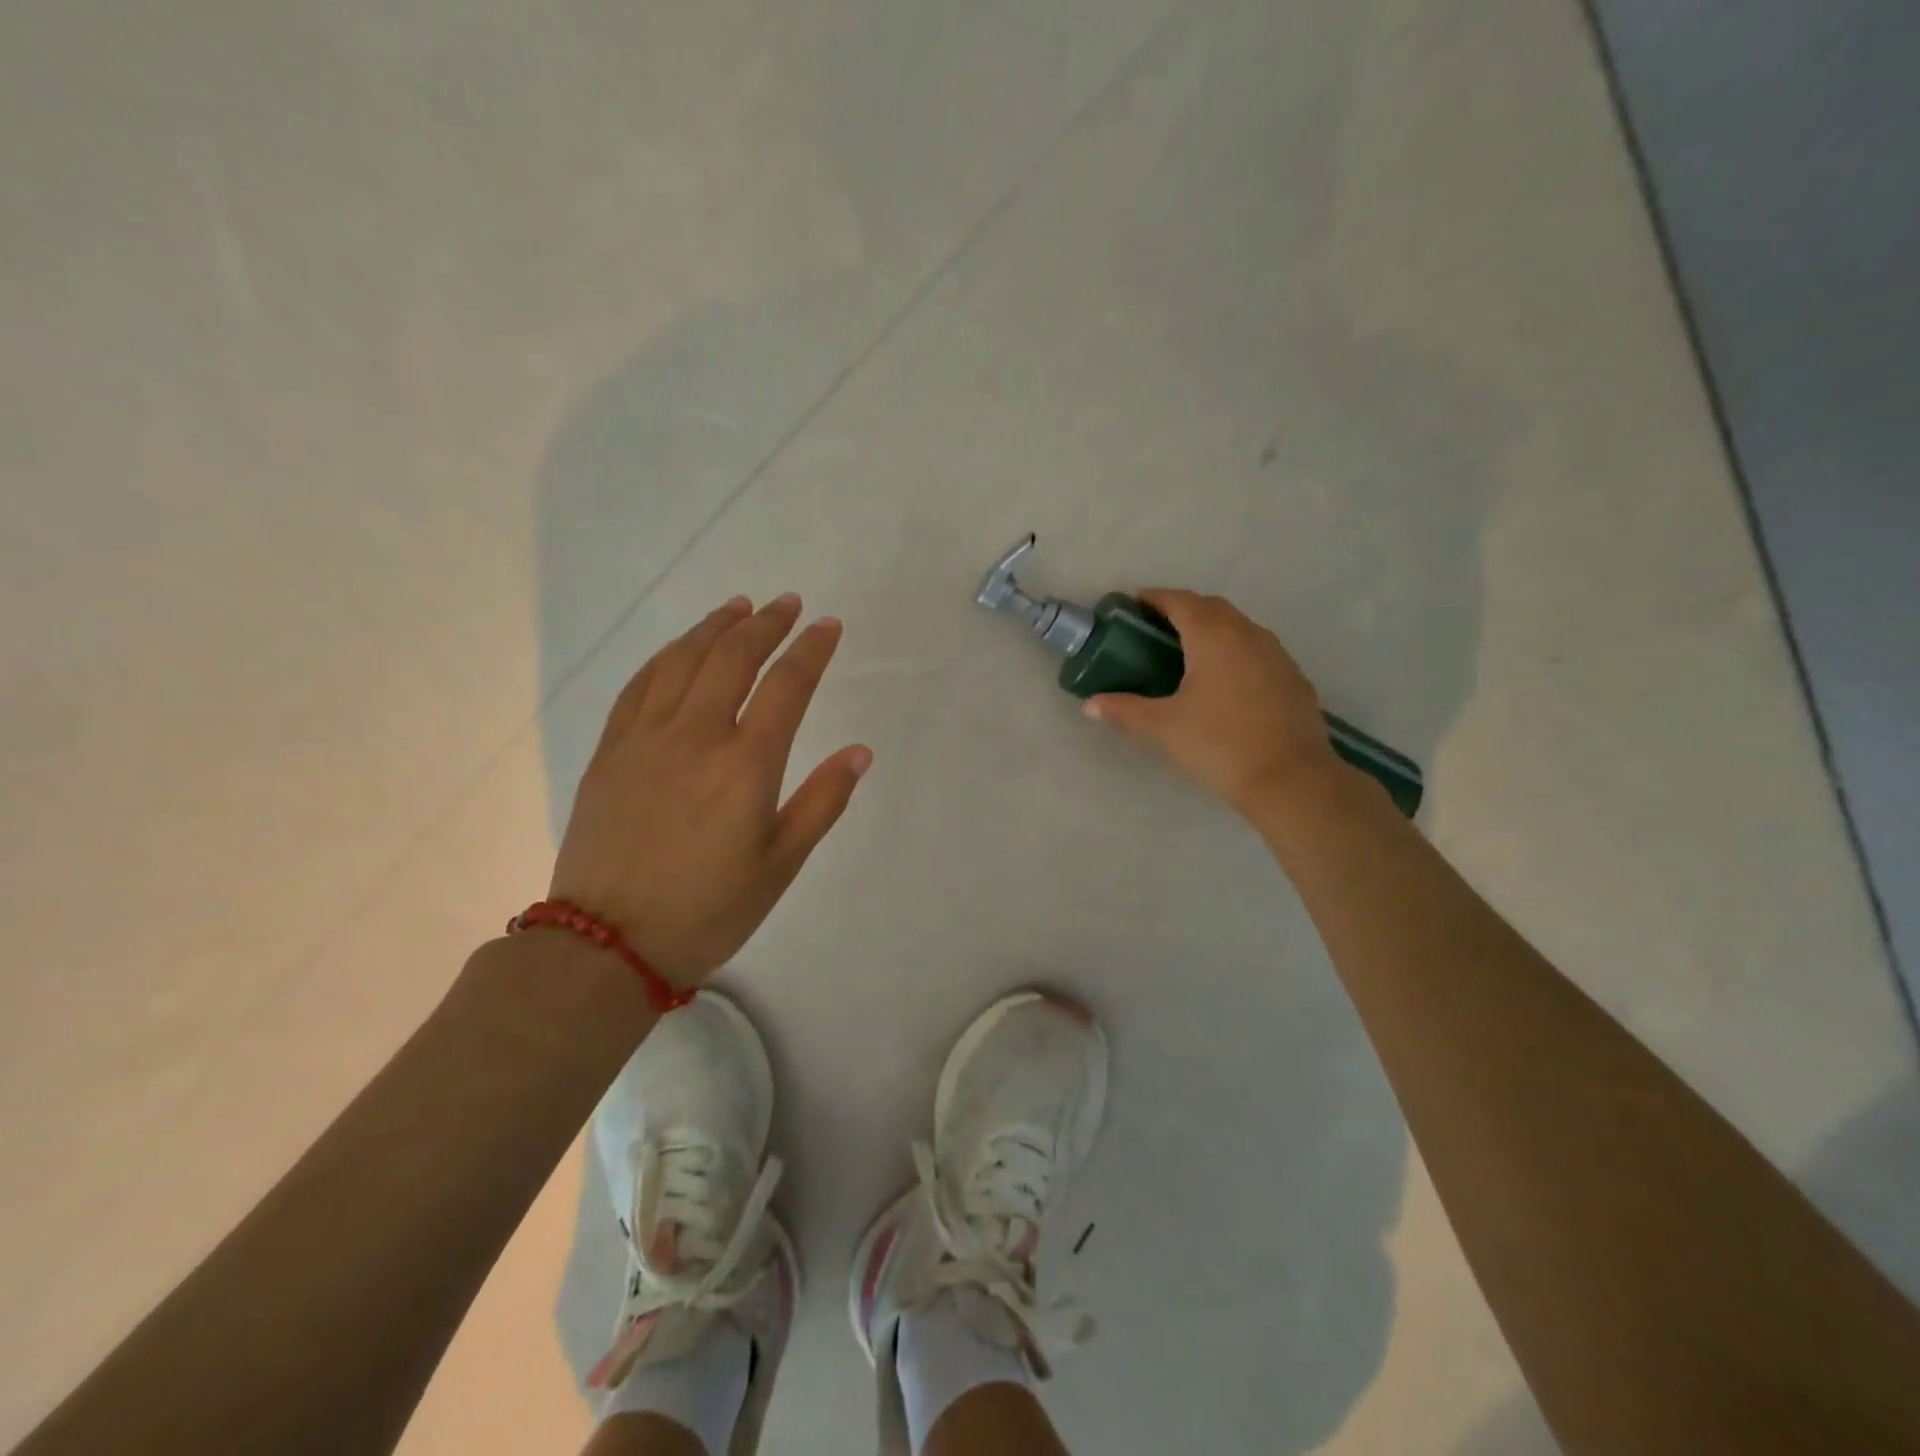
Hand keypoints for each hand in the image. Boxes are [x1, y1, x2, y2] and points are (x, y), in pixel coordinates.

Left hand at [549, 594, 871, 988]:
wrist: (606, 944)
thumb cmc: (708, 909)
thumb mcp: (781, 864)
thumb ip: (822, 801)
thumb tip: (859, 752)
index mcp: (745, 765)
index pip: (787, 685)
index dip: (811, 649)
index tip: (828, 626)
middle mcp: (695, 736)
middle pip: (733, 657)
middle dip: (765, 624)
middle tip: (787, 604)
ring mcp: (645, 738)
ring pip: (683, 660)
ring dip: (715, 627)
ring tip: (739, 608)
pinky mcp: (611, 751)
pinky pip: (640, 685)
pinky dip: (667, 656)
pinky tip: (680, 648)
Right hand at [1084, 589, 1342, 815]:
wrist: (1290, 778)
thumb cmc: (1219, 744)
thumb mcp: (1164, 727)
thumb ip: (1125, 710)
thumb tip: (1089, 705)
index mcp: (1213, 636)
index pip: (1181, 602)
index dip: (1156, 598)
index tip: (1136, 603)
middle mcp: (1247, 634)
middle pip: (1212, 608)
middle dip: (1184, 609)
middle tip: (1158, 627)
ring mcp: (1276, 654)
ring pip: (1240, 627)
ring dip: (1213, 628)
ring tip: (1190, 651)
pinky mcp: (1294, 677)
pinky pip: (1258, 650)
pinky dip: (1236, 651)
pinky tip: (1226, 680)